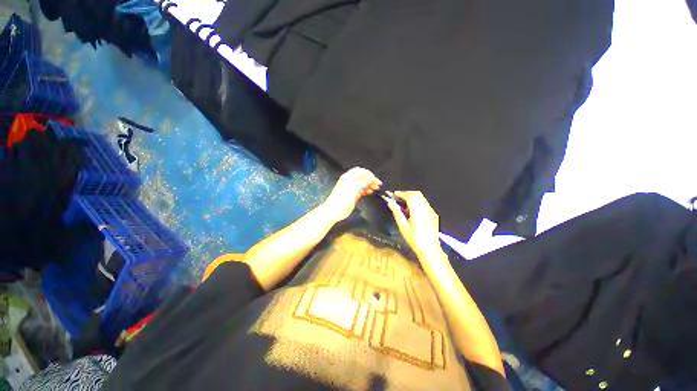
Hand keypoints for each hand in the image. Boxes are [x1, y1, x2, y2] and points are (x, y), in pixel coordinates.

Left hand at [322, 167, 381, 222]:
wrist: (333, 211)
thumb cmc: (341, 200)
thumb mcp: (353, 190)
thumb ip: (363, 183)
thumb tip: (372, 178)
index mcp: (348, 177)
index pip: (361, 171)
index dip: (369, 174)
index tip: (376, 180)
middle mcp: (349, 181)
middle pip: (362, 176)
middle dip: (370, 179)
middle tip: (377, 185)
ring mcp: (351, 188)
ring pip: (362, 183)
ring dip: (369, 185)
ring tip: (375, 189)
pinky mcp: (352, 194)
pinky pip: (361, 189)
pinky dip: (366, 190)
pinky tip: (369, 192)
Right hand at [384, 191, 443, 261]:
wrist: (430, 249)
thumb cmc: (414, 239)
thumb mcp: (402, 226)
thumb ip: (396, 212)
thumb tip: (390, 202)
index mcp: (418, 211)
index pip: (410, 196)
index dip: (401, 193)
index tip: (393, 194)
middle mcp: (426, 209)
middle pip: (416, 194)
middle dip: (406, 193)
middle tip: (397, 198)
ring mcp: (431, 211)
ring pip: (421, 198)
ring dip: (412, 197)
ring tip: (403, 204)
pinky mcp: (433, 214)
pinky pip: (424, 203)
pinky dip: (417, 202)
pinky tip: (412, 210)